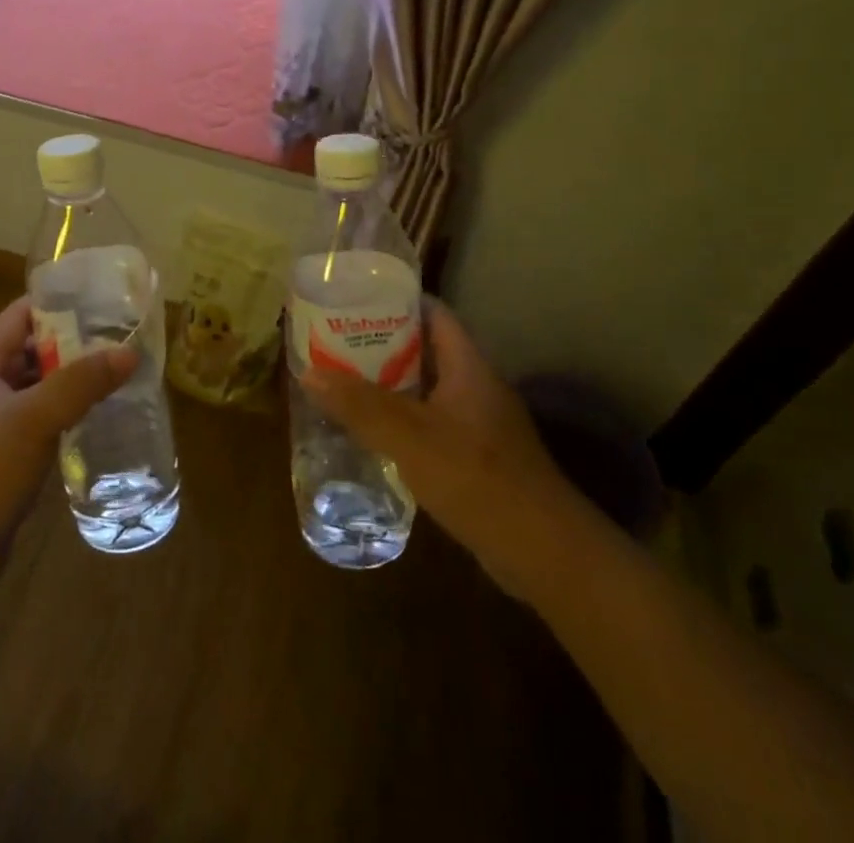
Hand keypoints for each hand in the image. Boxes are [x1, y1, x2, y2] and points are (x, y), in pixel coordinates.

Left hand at [0, 296, 133, 611]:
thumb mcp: (33, 420)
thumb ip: (80, 383)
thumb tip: (128, 350)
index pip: (20, 314)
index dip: (56, 300)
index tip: (100, 295)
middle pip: (34, 349)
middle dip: (74, 340)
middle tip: (122, 335)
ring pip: (42, 387)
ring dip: (74, 379)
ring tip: (121, 371)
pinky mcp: (8, 457)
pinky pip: (43, 421)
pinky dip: (69, 413)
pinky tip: (101, 416)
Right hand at [297, 298, 581, 595]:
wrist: (545, 554)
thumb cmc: (478, 479)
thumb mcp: (411, 437)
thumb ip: (360, 405)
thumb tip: (309, 373)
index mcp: (468, 366)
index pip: (434, 312)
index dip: (396, 299)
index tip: (354, 298)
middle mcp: (476, 386)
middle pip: (425, 349)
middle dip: (381, 343)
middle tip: (335, 340)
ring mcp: (479, 423)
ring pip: (427, 388)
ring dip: (389, 384)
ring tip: (342, 380)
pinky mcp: (476, 457)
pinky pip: (431, 422)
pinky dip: (402, 419)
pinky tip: (371, 431)